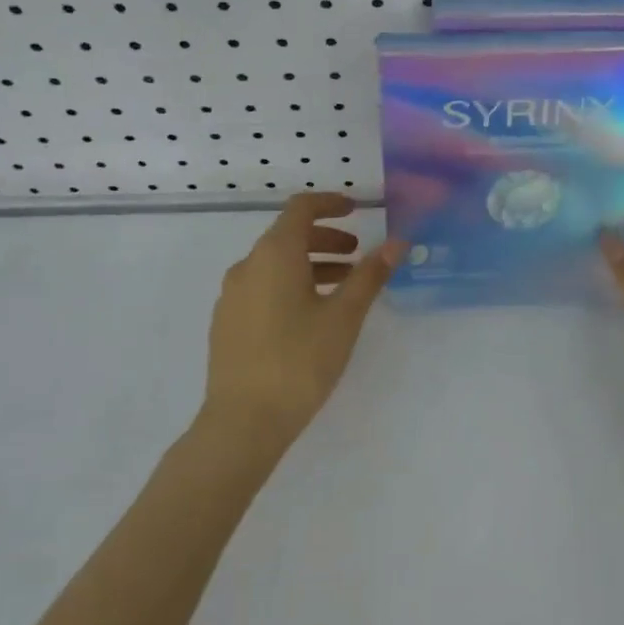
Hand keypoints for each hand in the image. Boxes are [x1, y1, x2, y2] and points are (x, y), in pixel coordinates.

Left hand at [200, 194, 402, 455]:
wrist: (243, 421)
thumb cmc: (300, 361)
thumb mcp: (344, 317)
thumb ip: (370, 276)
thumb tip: (397, 243)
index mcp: (274, 254)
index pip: (300, 208)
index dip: (329, 203)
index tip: (356, 210)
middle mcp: (247, 266)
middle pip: (287, 236)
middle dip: (325, 239)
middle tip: (357, 256)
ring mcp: (231, 295)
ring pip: (275, 265)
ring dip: (310, 265)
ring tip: (342, 288)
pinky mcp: (227, 322)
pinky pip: (262, 287)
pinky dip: (290, 285)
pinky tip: (310, 316)